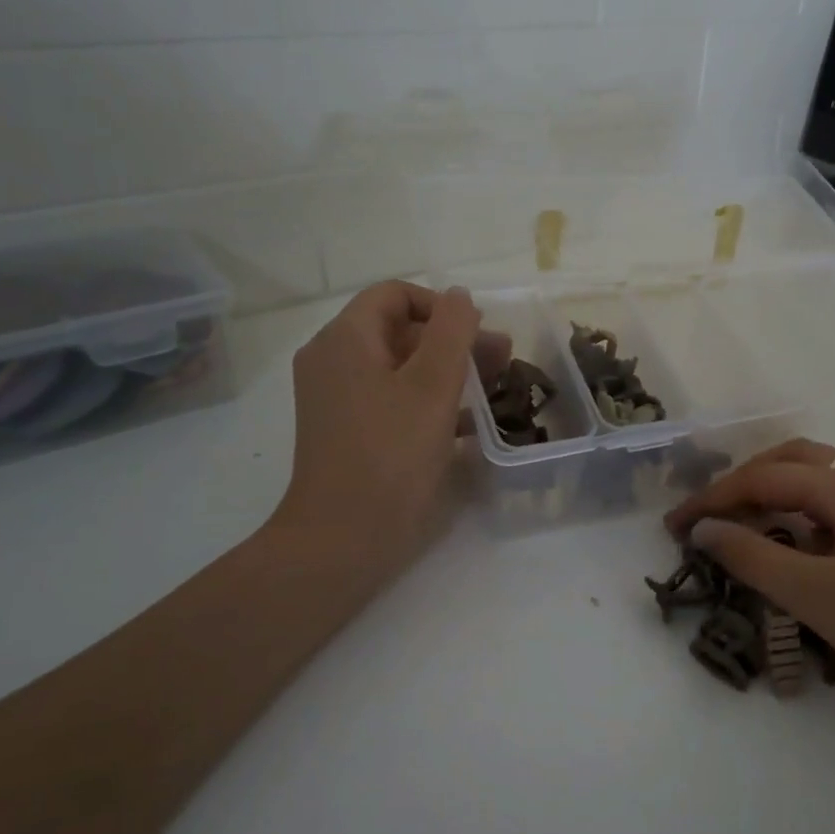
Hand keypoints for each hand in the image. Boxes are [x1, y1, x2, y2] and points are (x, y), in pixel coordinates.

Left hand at [263, 281, 502, 593]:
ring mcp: (337, 399)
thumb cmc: (391, 454)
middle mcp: (333, 361)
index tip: (477, 335)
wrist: (342, 539)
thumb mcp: (432, 386)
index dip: (440, 306)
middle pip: (399, 330)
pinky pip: (391, 399)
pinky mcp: (348, 431)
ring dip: (446, 371)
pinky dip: (427, 400)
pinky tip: (467, 422)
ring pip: (399, 366)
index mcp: (345, 340)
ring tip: (493, 389)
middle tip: (501, 360)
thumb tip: (458, 297)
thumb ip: (451, 332)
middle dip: (452, 340)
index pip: (394, 295)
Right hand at [665, 439, 834, 730]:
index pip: (763, 477)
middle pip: (790, 459)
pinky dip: (800, 508)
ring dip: (772, 488)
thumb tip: (704, 528)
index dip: (713, 498)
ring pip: (817, 475)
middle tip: (709, 516)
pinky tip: (796, 541)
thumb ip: (754, 558)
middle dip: (742, 481)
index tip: (674, 526)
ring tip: (743, 522)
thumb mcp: (817, 595)